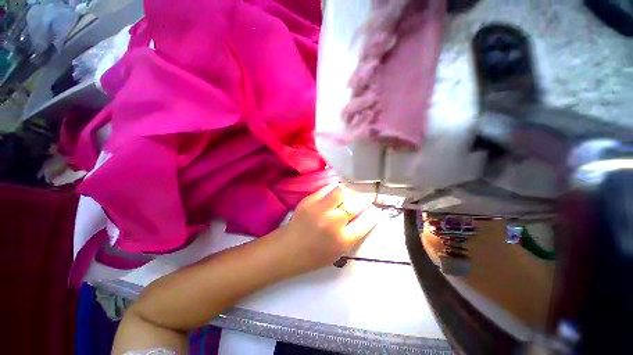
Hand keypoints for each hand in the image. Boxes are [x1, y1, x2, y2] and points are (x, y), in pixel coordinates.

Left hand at [278, 184, 378, 273]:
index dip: (372, 214)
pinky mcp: (309, 200)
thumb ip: (352, 235)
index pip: (366, 222)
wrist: (288, 249)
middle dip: (363, 201)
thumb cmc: (314, 256)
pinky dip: (333, 190)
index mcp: (343, 240)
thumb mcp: (338, 252)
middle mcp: (334, 222)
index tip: (373, 210)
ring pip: (342, 191)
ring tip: (345, 197)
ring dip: (347, 193)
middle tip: (362, 201)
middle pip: (356, 204)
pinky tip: (333, 194)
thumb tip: (363, 216)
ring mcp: (320, 209)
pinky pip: (327, 188)